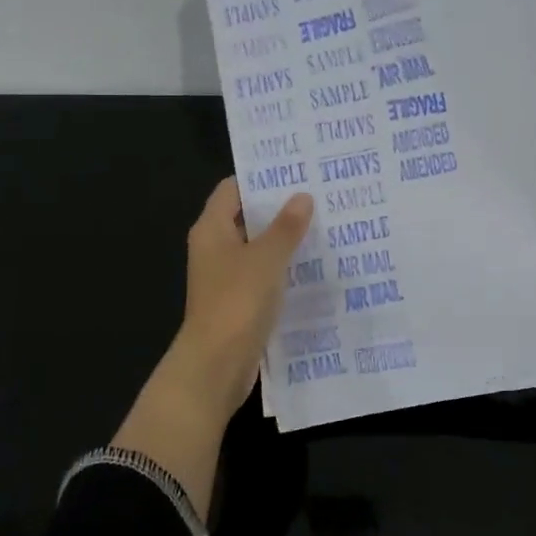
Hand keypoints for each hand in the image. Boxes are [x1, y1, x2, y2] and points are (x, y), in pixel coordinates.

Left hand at [171, 178, 314, 417]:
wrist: (216, 365)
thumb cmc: (237, 301)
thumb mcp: (266, 258)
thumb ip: (286, 227)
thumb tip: (302, 196)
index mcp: (211, 229)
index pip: (232, 189)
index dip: (260, 178)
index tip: (295, 170)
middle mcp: (214, 248)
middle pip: (246, 217)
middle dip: (279, 208)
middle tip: (319, 195)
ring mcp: (225, 277)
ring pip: (257, 248)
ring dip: (284, 239)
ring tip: (324, 225)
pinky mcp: (238, 301)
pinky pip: (263, 275)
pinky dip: (283, 268)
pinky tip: (314, 266)